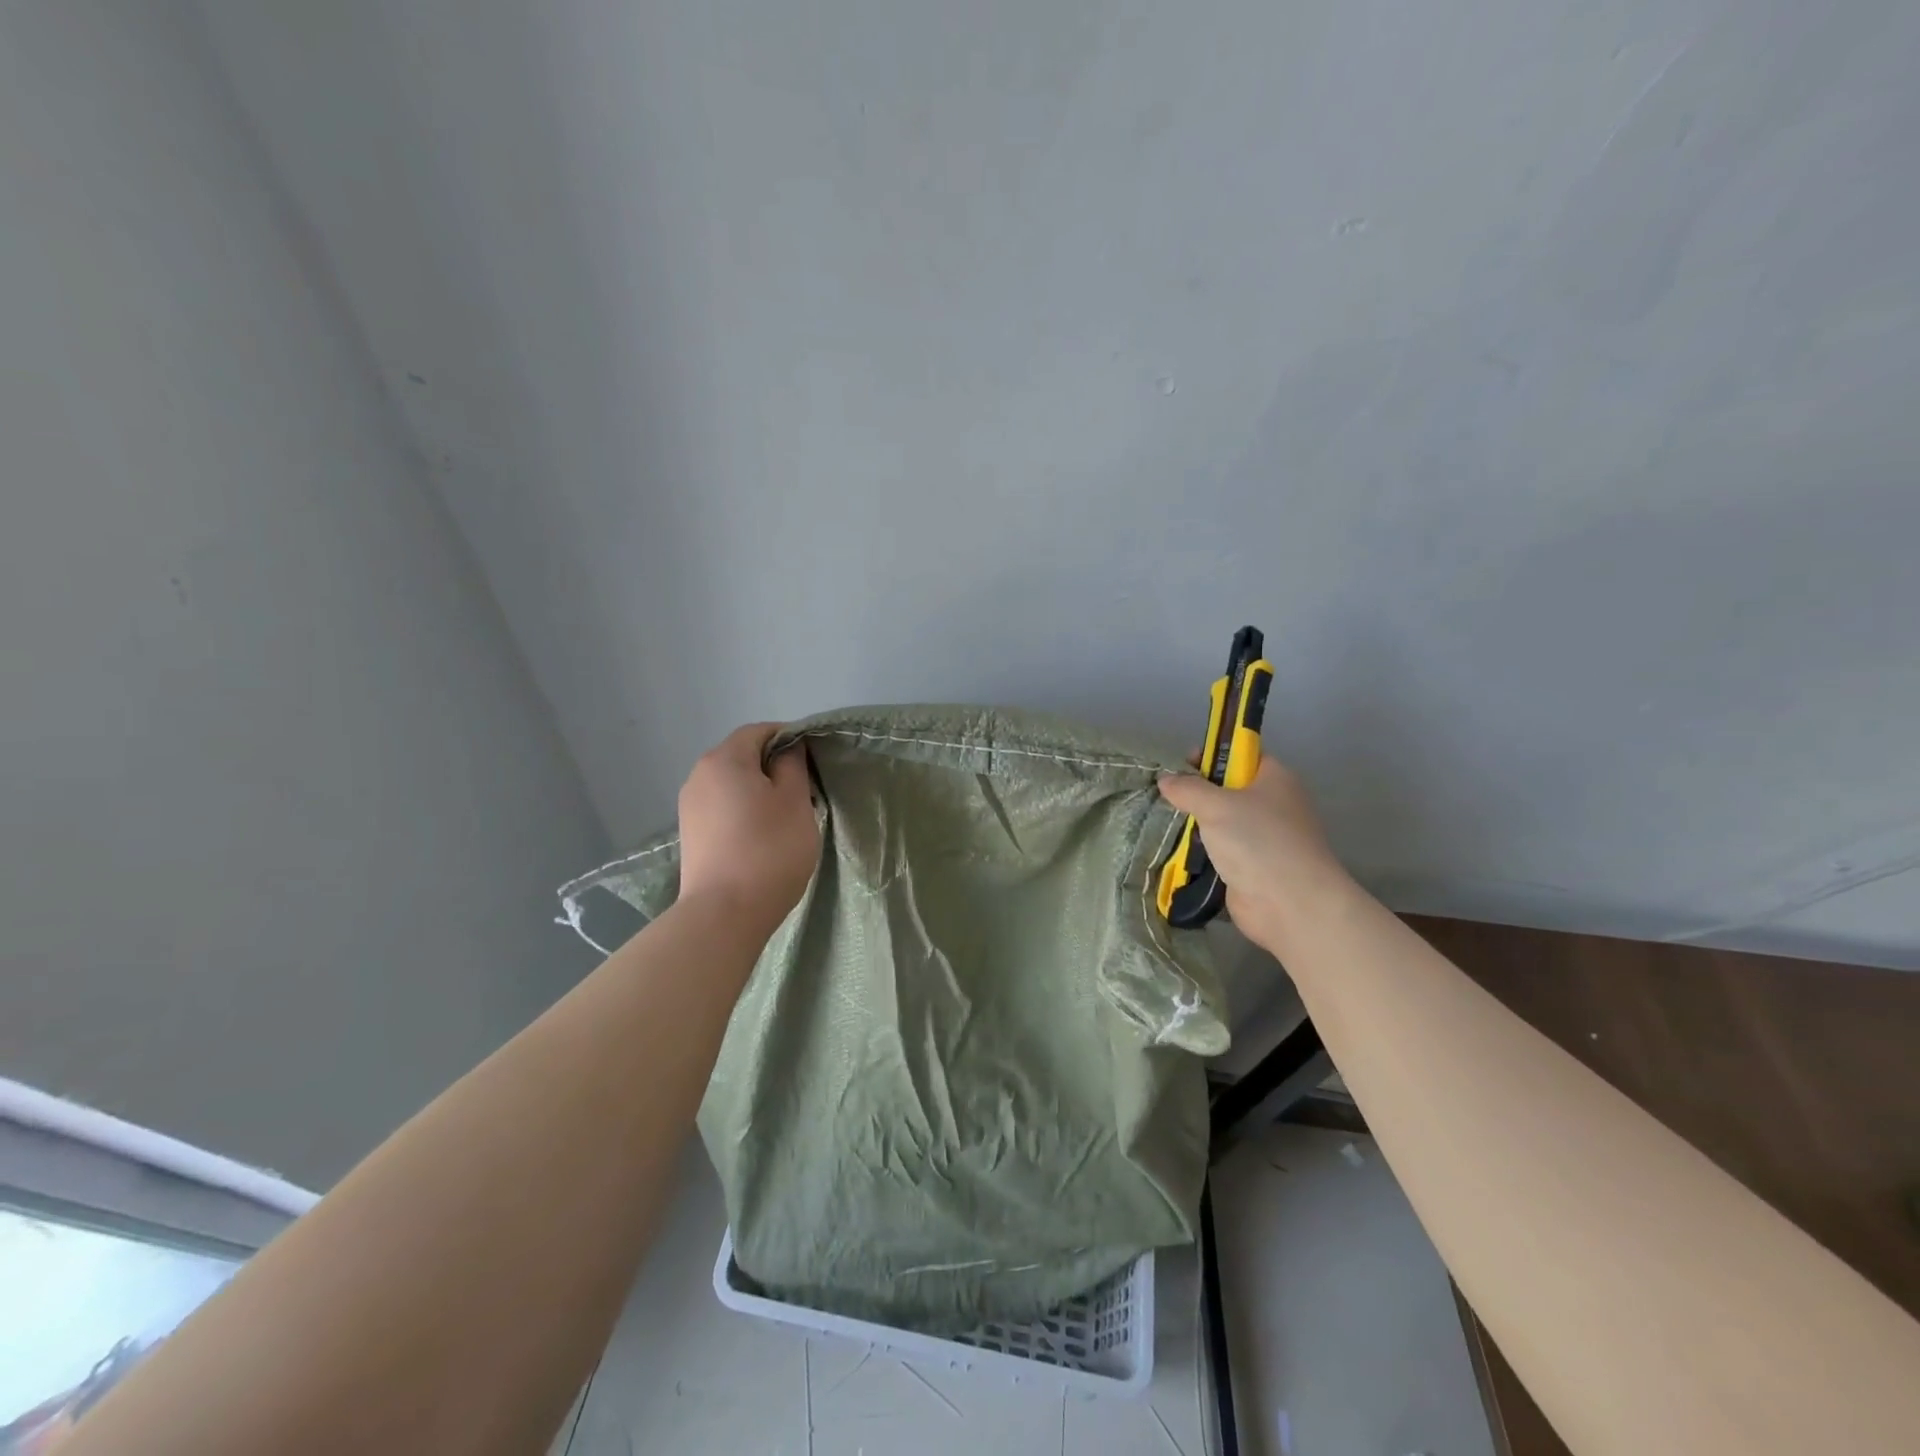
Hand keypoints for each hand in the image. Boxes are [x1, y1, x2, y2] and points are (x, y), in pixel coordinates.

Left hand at [678, 723, 819, 933]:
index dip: (789, 738)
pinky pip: (723, 808)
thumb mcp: (795, 801)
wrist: (723, 914)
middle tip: (805, 793)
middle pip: (743, 756)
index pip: (760, 731)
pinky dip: (744, 812)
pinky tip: (761, 838)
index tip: (813, 763)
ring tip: (785, 819)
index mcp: (724, 759)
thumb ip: (793, 765)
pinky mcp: (691, 835)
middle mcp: (699, 775)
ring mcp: (690, 807)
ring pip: (733, 784)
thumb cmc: (768, 849)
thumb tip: (788, 749)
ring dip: (759, 792)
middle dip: (774, 767)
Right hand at [1157, 756, 1351, 954]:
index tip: (1183, 763)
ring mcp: (1265, 839)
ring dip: (1198, 826)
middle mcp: (1273, 805)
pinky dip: (1203, 853)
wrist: (1291, 905)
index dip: (1213, 755)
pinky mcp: (1253, 868)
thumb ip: (1188, 788)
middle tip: (1170, 797)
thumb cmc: (1258, 841)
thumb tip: (1166, 779)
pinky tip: (1178, 852)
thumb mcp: (1216, 805)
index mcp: (1275, 778)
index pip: (1242, 755)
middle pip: (1230, 789)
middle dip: (1199, 793)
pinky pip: (1222, 851)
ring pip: (1223, 823)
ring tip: (1167, 824)